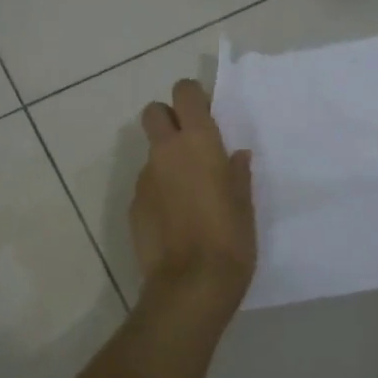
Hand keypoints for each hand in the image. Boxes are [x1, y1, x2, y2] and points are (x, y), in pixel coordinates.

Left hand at [132, 78, 256, 314]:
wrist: (190, 285)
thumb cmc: (230, 238)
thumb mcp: (244, 203)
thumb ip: (237, 173)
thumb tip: (235, 156)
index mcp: (198, 142)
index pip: (185, 92)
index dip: (192, 97)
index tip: (206, 114)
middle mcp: (166, 152)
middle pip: (154, 112)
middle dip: (168, 119)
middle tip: (190, 144)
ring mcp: (144, 179)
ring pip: (150, 153)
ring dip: (165, 160)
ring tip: (187, 193)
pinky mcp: (133, 205)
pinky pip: (146, 185)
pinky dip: (158, 191)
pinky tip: (174, 219)